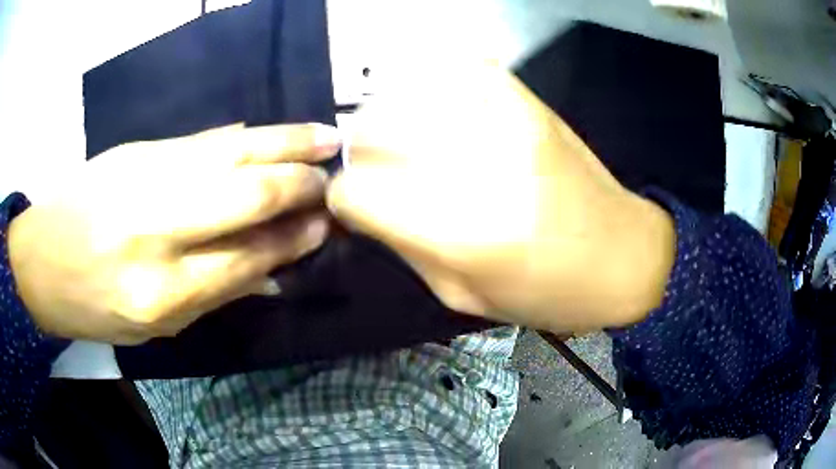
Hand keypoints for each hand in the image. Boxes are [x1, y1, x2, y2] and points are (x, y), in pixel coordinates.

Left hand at [9, 123, 339, 343]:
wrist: (38, 260)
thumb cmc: (90, 306)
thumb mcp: (149, 328)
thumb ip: (210, 296)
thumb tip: (270, 271)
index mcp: (160, 293)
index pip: (246, 259)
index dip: (292, 241)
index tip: (326, 226)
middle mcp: (156, 231)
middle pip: (245, 197)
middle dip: (298, 186)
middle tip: (334, 181)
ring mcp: (144, 178)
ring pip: (230, 153)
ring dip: (285, 145)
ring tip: (326, 138)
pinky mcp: (137, 150)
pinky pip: (201, 140)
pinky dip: (244, 137)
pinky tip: (271, 135)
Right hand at [327, 63, 675, 333]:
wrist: (623, 255)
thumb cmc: (546, 293)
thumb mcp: (461, 296)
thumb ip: (402, 246)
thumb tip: (362, 205)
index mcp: (459, 231)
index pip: (354, 189)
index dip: (344, 199)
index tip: (355, 206)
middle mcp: (476, 163)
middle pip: (371, 132)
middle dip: (361, 156)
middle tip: (378, 174)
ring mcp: (503, 118)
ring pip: (402, 95)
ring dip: (390, 121)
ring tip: (406, 143)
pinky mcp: (524, 98)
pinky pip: (452, 70)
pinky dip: (431, 87)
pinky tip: (440, 111)